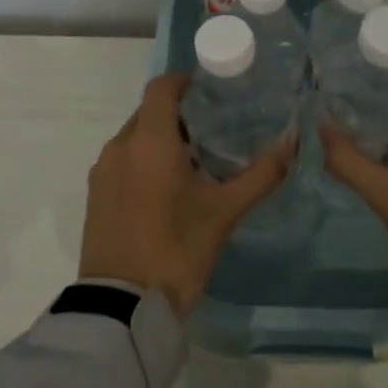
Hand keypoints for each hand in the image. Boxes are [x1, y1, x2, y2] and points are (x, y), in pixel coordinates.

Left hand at [79, 73, 291, 317]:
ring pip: (134, 138)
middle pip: (149, 112)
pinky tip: (167, 189)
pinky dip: (144, 161)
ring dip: (161, 139)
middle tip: (214, 130)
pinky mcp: (95, 195)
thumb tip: (292, 143)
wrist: (122, 306)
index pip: (162, 87)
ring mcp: (103, 171)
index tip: (212, 90)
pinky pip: (122, 161)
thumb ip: (261, 174)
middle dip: (179, 114)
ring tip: (194, 163)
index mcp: (149, 140)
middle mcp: (120, 146)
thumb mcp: (225, 212)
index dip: (185, 81)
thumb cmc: (177, 250)